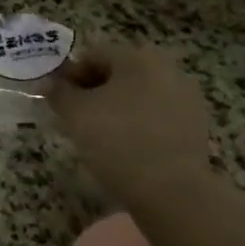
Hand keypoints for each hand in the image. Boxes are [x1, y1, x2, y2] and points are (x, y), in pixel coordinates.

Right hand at [46, 43, 211, 193]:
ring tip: (100, 136)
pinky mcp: (196, 124)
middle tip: (75, 118)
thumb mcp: (75, 114)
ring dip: (117, 107)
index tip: (57, 101)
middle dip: (94, 91)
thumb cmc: (117, 141)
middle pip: (118, 73)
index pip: (93, 55)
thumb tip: (48, 83)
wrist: (172, 190)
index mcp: (137, 57)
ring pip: (138, 94)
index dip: (69, 75)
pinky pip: (157, 115)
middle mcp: (166, 68)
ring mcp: (186, 96)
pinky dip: (139, 124)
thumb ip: (58, 92)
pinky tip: (127, 147)